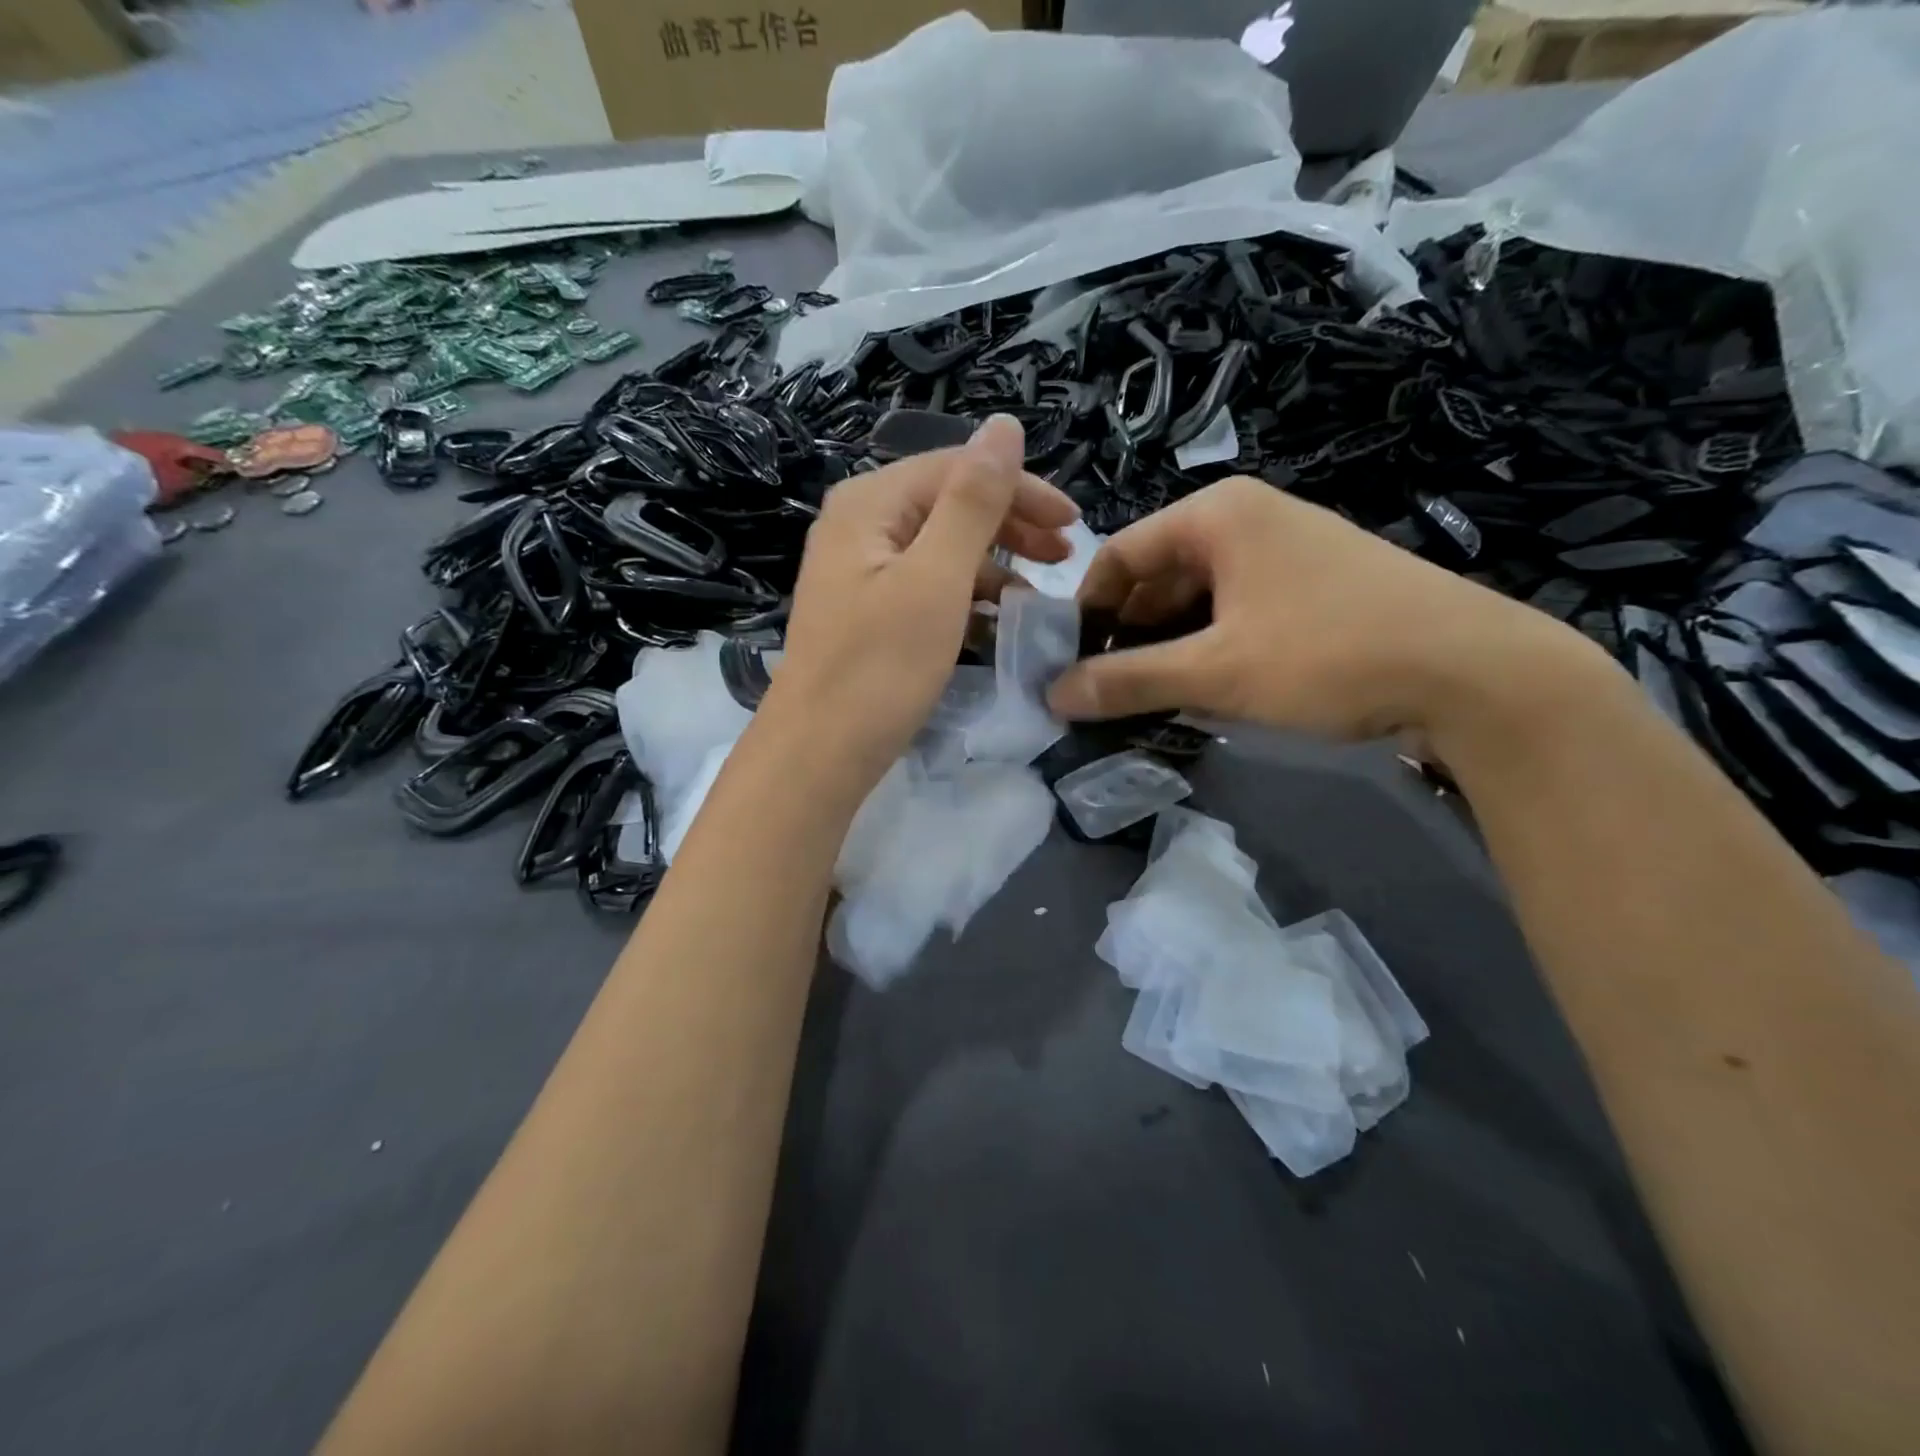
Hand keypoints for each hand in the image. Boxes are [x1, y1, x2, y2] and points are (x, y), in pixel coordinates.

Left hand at [769, 414, 1077, 782]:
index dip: (1021, 490)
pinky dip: (965, 598)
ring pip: (939, 549)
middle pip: (947, 504)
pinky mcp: (866, 614)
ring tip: (1038, 596)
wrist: (818, 755)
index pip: (957, 469)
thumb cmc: (879, 668)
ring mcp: (858, 572)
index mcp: (869, 504)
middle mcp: (858, 526)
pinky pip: (926, 587)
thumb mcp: (936, 579)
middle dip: (1011, 525)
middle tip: (1064, 557)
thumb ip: (972, 502)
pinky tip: (995, 621)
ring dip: (993, 565)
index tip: (1074, 526)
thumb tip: (1004, 425)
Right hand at [1046, 476, 1607, 750]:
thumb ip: (1127, 681)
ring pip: (1199, 597)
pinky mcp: (1316, 584)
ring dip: (1170, 646)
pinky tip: (1210, 689)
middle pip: (1159, 575)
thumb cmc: (1329, 655)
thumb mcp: (1216, 672)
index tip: (1068, 663)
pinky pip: (1238, 610)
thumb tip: (1053, 695)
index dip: (1086, 609)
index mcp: (1217, 514)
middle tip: (1108, 690)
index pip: (1120, 553)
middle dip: (1129, 633)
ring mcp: (1288, 549)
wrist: (1476, 673)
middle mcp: (1250, 518)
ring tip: (1153, 698)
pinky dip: (1212, 646)